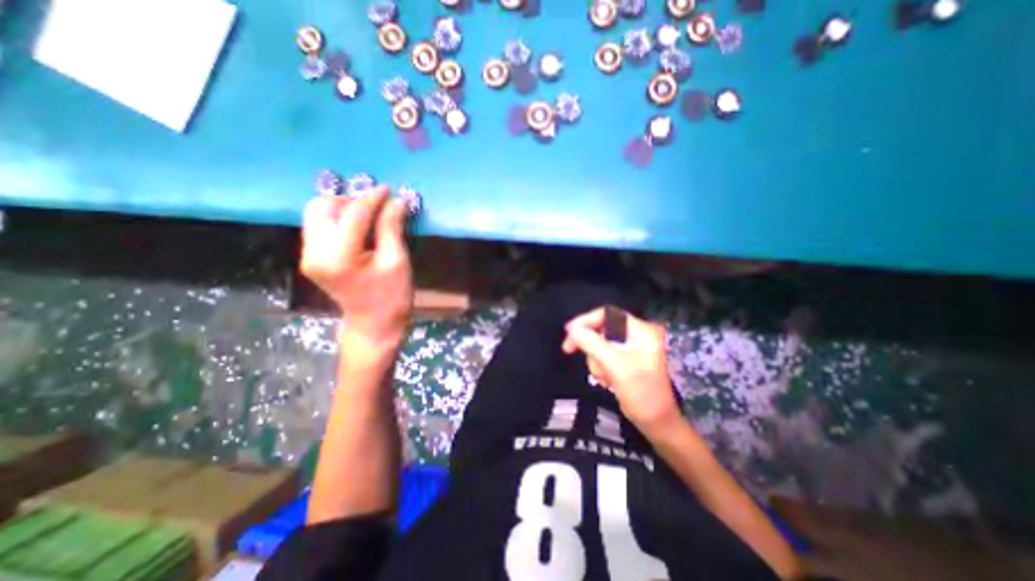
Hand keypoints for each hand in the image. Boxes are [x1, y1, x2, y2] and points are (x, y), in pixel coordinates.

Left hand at [301, 185, 412, 352]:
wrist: (374, 324)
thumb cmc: (391, 296)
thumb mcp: (397, 261)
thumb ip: (391, 228)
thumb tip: (397, 200)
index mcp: (339, 256)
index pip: (354, 213)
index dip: (373, 198)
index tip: (389, 189)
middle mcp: (315, 252)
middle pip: (324, 207)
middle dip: (352, 199)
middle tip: (378, 203)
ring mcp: (309, 256)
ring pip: (317, 213)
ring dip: (342, 206)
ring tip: (367, 211)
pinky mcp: (311, 258)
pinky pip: (319, 226)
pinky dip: (337, 218)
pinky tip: (357, 223)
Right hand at [562, 309, 684, 436]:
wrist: (657, 423)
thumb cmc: (642, 394)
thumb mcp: (616, 366)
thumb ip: (593, 344)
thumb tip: (572, 329)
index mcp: (641, 331)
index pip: (608, 314)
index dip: (586, 320)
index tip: (569, 332)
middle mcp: (637, 335)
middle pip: (601, 328)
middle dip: (591, 346)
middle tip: (569, 351)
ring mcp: (631, 348)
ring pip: (600, 343)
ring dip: (596, 360)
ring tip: (605, 378)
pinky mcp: (625, 359)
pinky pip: (604, 355)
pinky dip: (600, 366)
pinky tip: (607, 380)